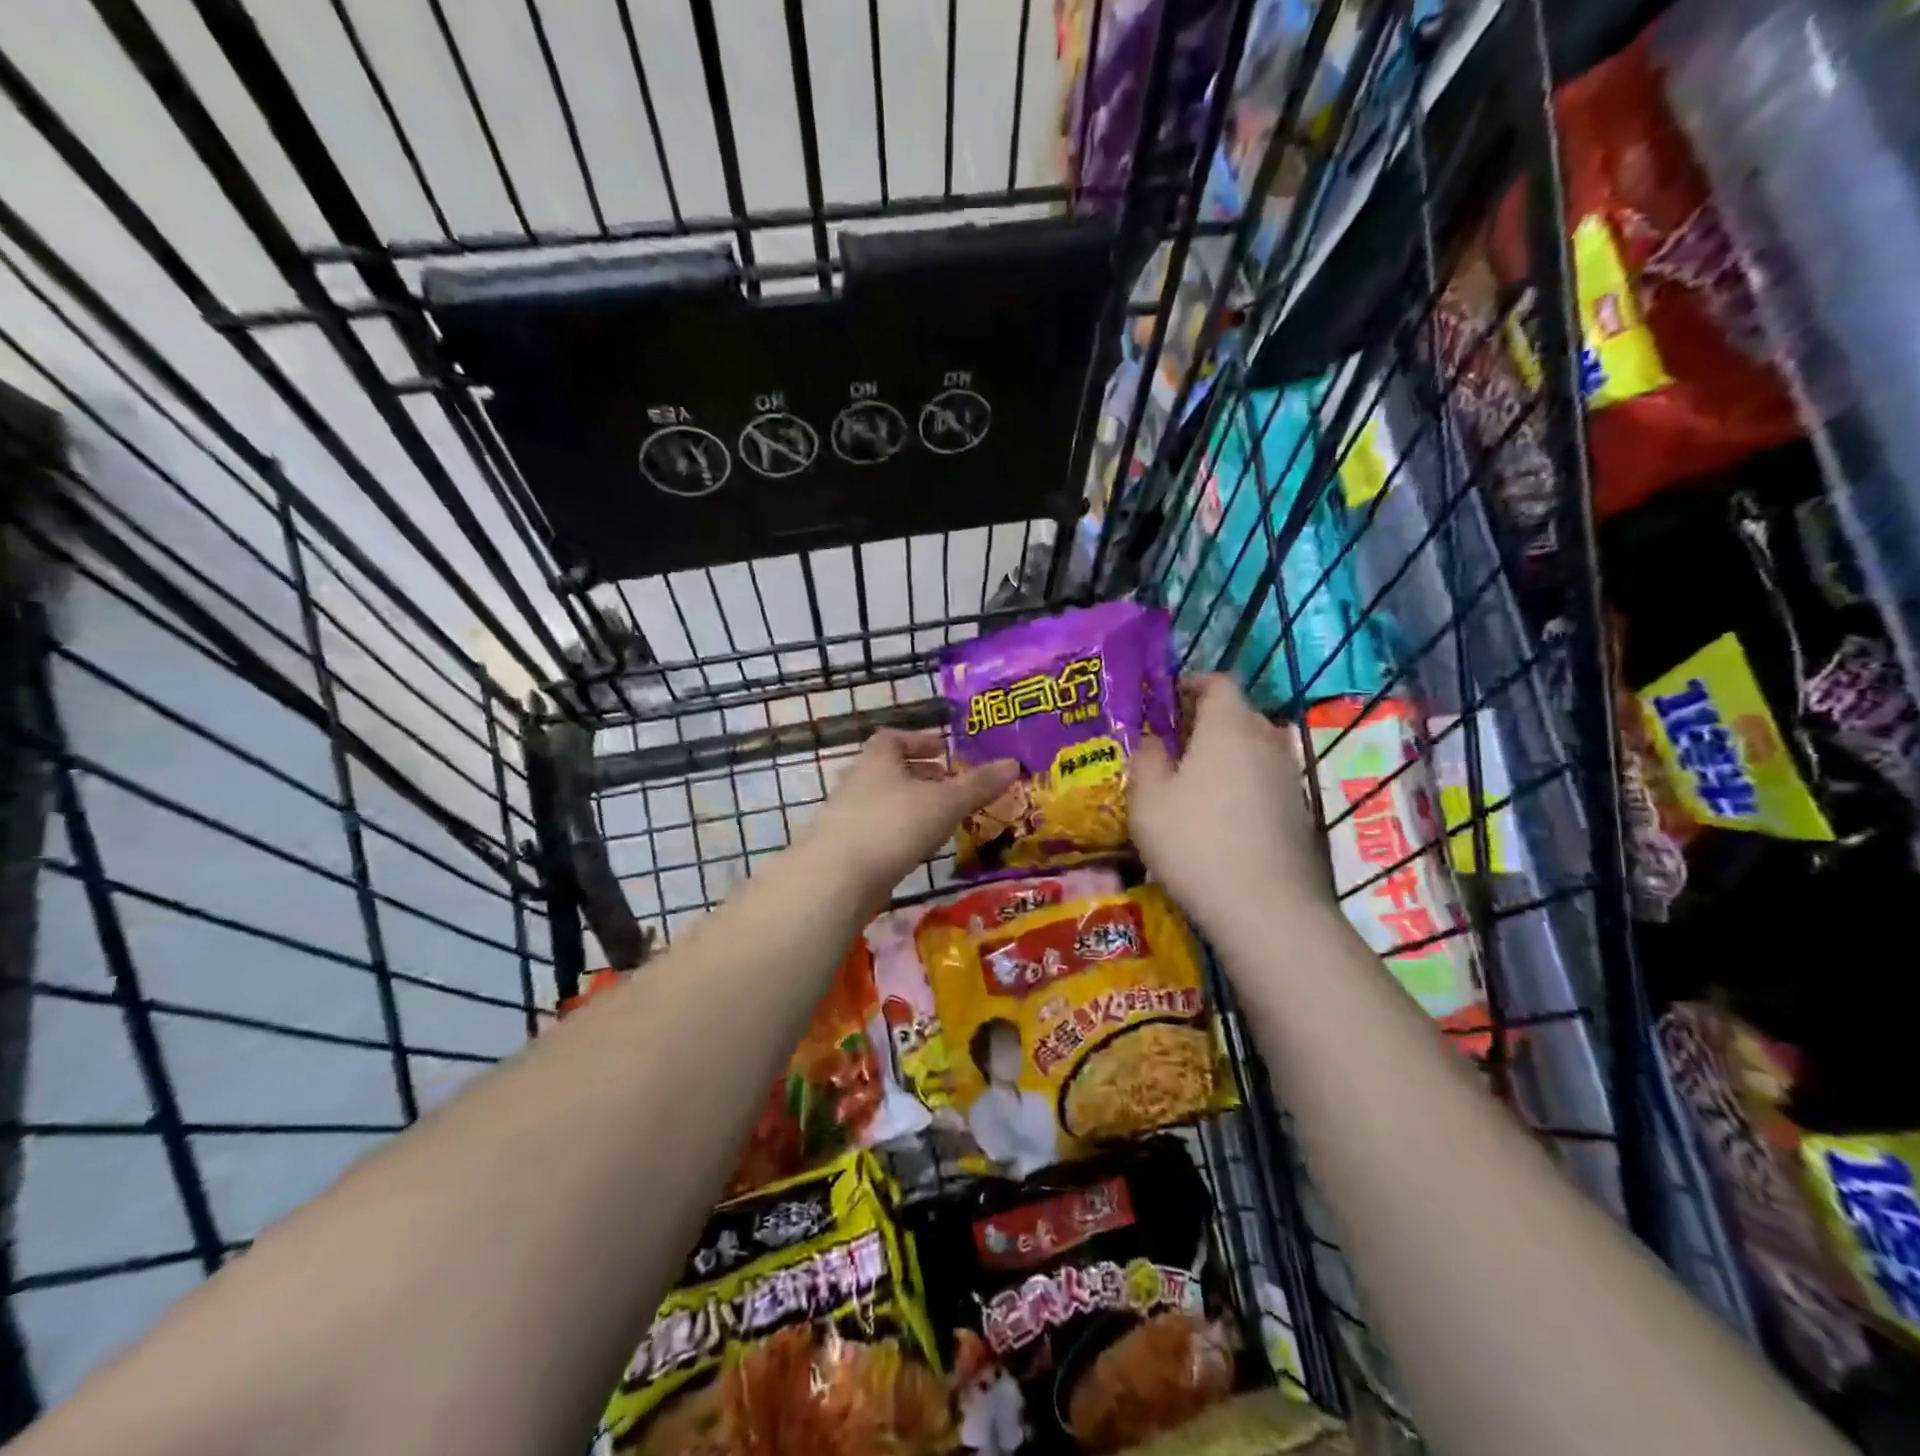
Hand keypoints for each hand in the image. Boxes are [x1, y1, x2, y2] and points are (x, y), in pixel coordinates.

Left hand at [809, 729, 1018, 897]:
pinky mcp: (843, 848)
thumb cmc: (895, 824)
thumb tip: (1013, 763)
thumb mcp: (945, 802)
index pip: (894, 738)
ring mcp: (846, 816)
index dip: (919, 741)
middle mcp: (857, 781)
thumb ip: (978, 785)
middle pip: (889, 770)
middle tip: (951, 786)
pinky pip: (876, 831)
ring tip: (941, 820)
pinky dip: (898, 833)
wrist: (838, 877)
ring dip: (910, 806)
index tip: (943, 750)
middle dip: (920, 776)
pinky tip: (917, 849)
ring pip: (883, 802)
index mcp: (877, 759)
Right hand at [1129, 675, 1335, 935]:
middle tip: (1170, 745)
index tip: (1164, 702)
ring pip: (1252, 749)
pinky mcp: (1299, 810)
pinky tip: (1219, 818)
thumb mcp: (1148, 799)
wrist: (1266, 907)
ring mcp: (1288, 776)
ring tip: (1192, 784)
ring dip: (1224, 755)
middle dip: (1204, 722)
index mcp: (1229, 727)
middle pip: (1237, 714)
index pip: (1217, 682)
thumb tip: (1153, 740)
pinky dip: (1241, 784)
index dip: (1190, 684)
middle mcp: (1266, 741)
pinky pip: (1264, 780)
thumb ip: (1146, 758)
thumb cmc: (1195, 842)